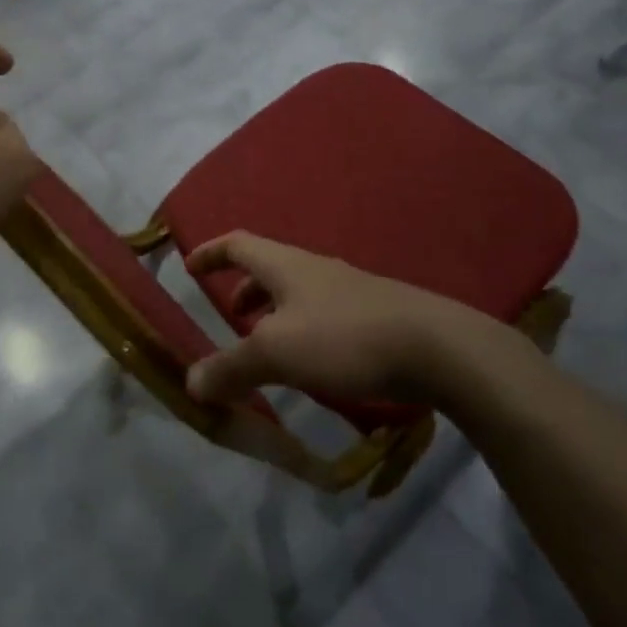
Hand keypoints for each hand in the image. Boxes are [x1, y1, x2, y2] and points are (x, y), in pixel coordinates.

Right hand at [183, 233, 518, 407]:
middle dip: (243, 289)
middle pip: (269, 267)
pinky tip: (312, 364)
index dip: (210, 252)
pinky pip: (322, 314)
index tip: (189, 266)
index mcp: (286, 265)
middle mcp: (315, 269)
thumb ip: (231, 367)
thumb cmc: (344, 338)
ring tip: (266, 346)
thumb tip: (191, 382)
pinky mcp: (374, 315)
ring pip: (297, 292)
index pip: (238, 244)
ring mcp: (348, 290)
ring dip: (273, 312)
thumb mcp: (277, 353)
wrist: (437, 347)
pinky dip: (301, 330)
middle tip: (229, 318)